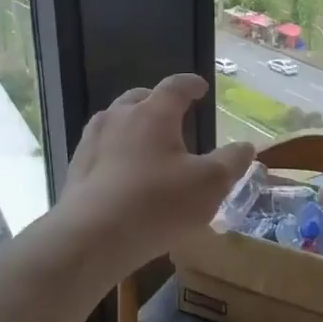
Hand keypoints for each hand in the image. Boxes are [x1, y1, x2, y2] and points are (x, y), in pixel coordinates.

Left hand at [57, 74, 255, 271]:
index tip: (200, 87)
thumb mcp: (209, 185)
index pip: (175, 86)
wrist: (92, 237)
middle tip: (172, 114)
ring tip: (146, 143)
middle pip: (139, 98)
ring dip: (133, 126)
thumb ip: (231, 162)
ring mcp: (92, 141)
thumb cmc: (157, 203)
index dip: (190, 84)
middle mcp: (119, 117)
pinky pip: (101, 149)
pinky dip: (115, 152)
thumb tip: (245, 147)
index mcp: (153, 113)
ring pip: (115, 121)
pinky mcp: (77, 168)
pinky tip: (122, 173)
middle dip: (157, 102)